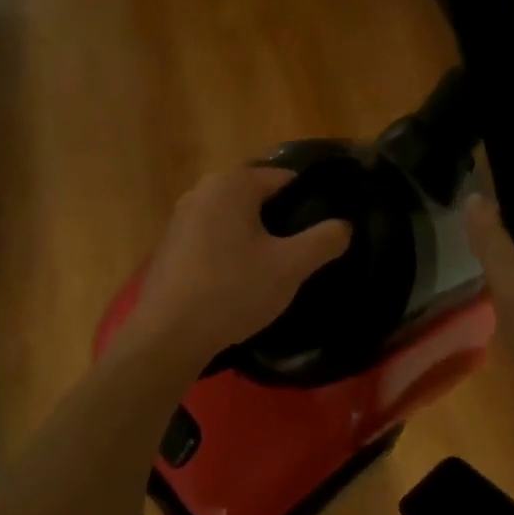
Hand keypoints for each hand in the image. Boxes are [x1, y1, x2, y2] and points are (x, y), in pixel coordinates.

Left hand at [120, 167, 350, 372]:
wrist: (169, 335)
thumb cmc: (233, 291)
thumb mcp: (290, 266)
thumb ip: (325, 240)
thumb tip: (344, 225)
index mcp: (232, 183)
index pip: (285, 179)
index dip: (309, 203)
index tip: (323, 233)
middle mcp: (203, 189)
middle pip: (258, 197)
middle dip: (281, 221)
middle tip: (300, 254)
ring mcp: (181, 216)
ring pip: (234, 217)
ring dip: (255, 237)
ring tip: (273, 270)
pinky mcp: (170, 243)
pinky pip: (212, 235)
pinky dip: (230, 250)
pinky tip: (238, 281)